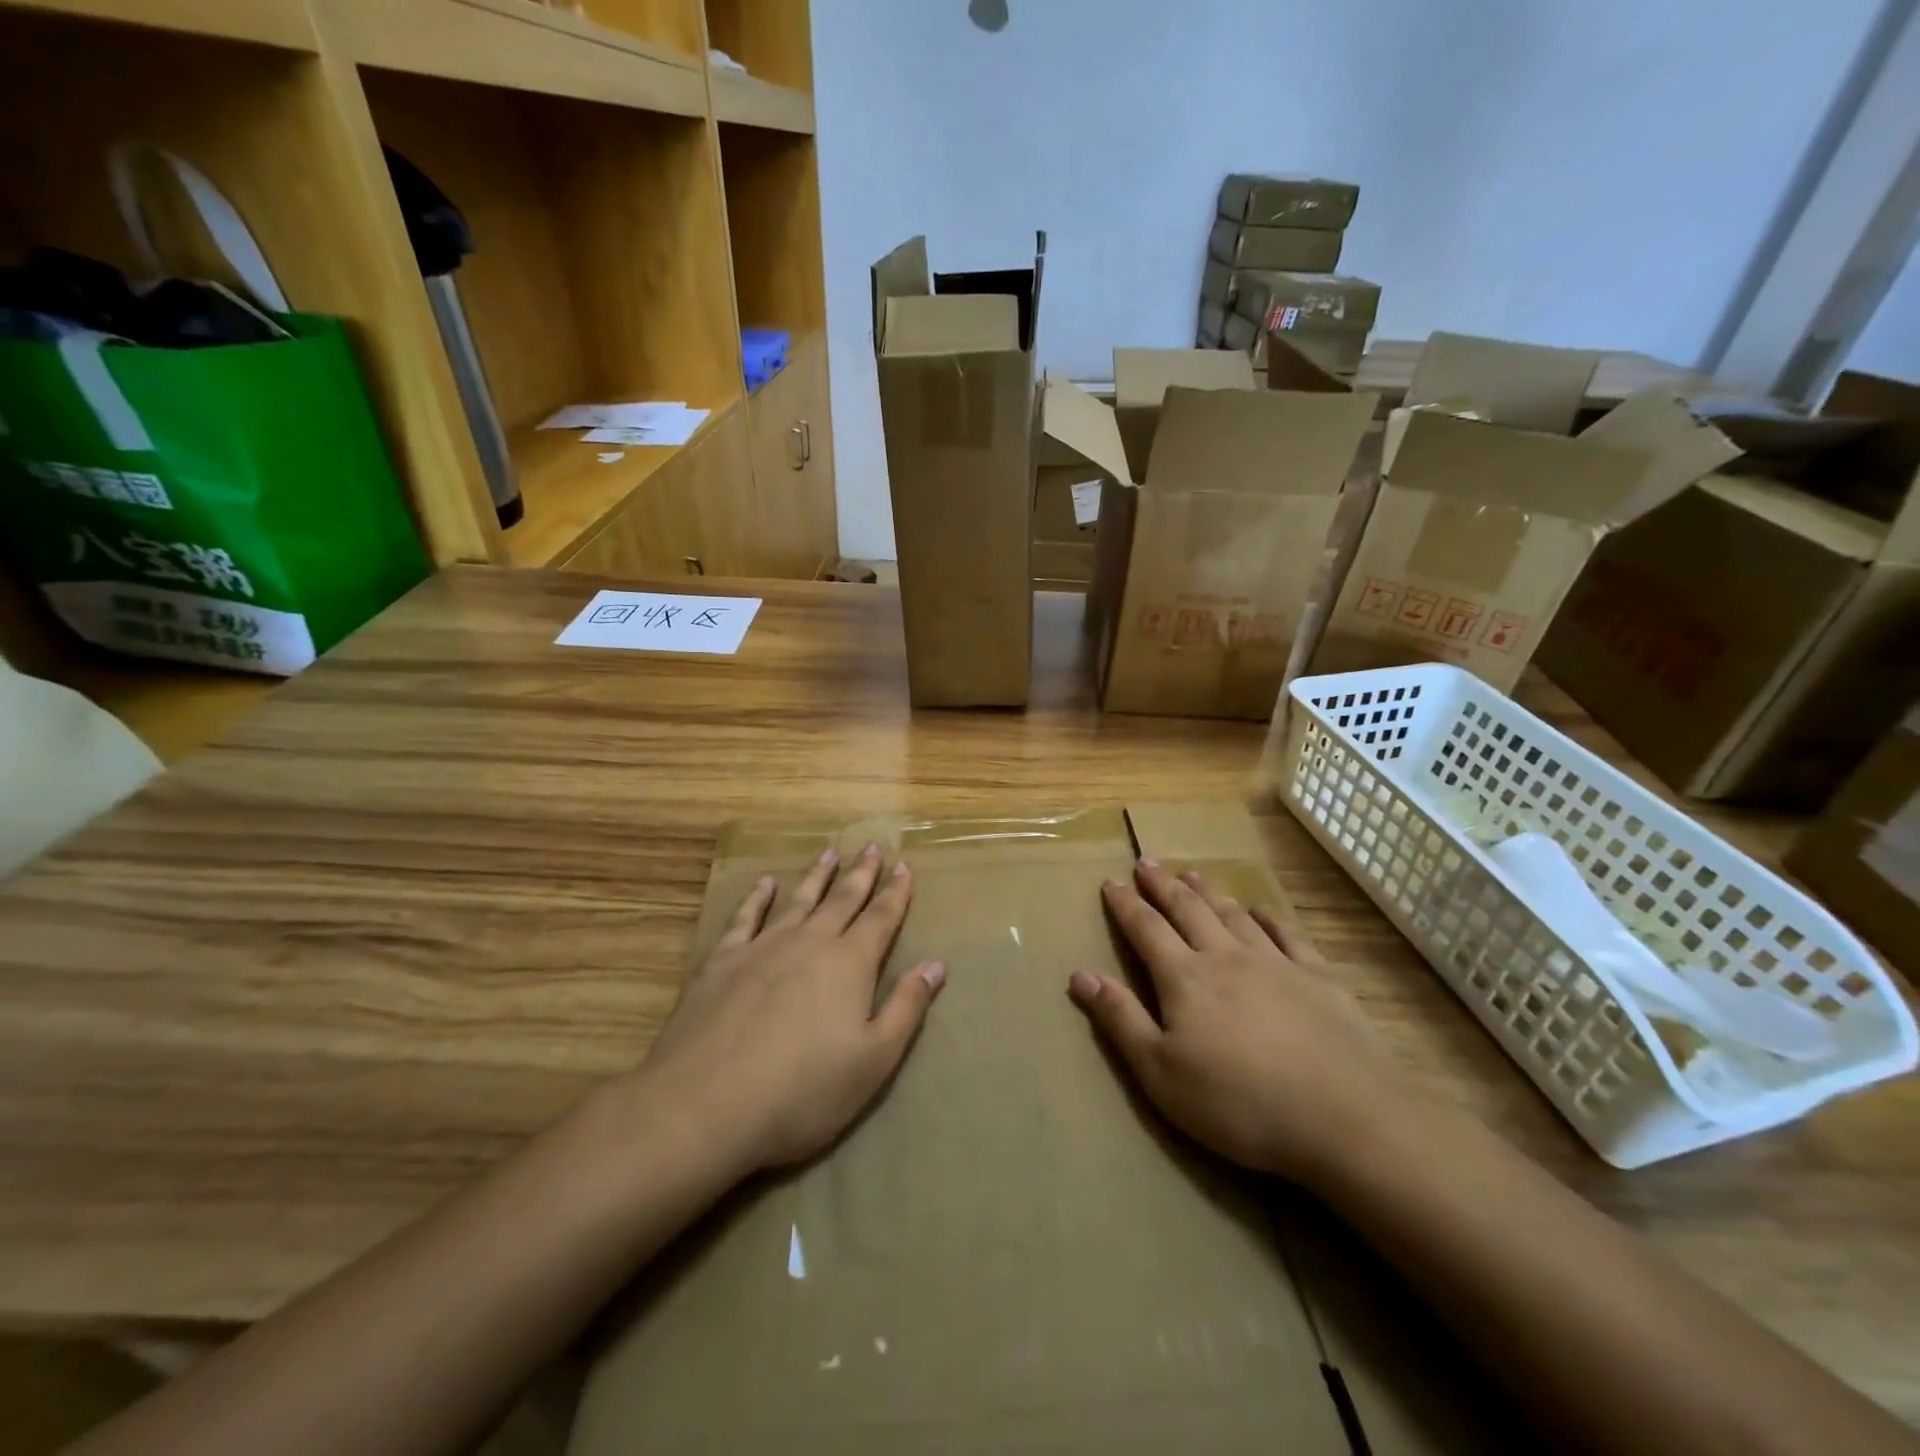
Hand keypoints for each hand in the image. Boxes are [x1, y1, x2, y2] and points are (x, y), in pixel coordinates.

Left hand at [635, 844, 944, 1175]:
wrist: (705, 1104)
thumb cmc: (802, 1091)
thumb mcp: (873, 1061)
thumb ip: (905, 1008)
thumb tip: (935, 965)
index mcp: (849, 964)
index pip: (881, 918)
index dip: (896, 892)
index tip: (904, 866)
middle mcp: (810, 942)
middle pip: (843, 899)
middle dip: (861, 873)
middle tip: (871, 846)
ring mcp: (762, 947)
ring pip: (798, 900)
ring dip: (816, 876)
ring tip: (829, 853)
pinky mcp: (722, 961)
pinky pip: (745, 917)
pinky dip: (757, 897)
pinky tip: (765, 883)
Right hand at [1067, 859, 1411, 1188]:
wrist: (1346, 1118)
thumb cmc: (1240, 1103)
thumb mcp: (1161, 1073)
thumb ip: (1120, 1020)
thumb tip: (1080, 974)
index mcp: (1185, 978)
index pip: (1146, 929)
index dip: (1125, 904)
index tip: (1111, 881)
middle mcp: (1226, 956)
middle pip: (1188, 910)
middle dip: (1163, 885)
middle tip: (1147, 862)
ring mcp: (1277, 963)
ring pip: (1233, 915)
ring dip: (1209, 892)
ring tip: (1193, 874)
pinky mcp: (1320, 978)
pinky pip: (1287, 934)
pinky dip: (1269, 917)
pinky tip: (1262, 910)